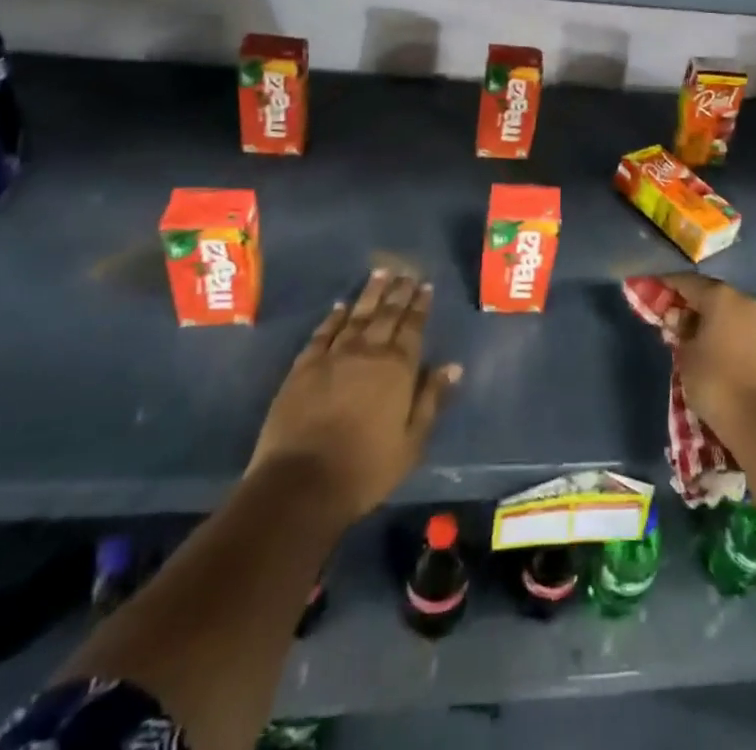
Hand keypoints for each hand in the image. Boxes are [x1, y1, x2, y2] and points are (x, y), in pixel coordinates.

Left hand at [250, 269, 460, 521]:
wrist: (301, 483)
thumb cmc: (366, 468)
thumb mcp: (412, 442)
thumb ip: (432, 399)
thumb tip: (453, 366)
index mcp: (398, 368)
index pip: (413, 327)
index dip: (420, 305)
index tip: (425, 285)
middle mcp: (368, 352)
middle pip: (386, 315)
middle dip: (398, 292)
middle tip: (406, 272)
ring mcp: (333, 357)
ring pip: (356, 316)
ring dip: (370, 294)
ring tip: (379, 273)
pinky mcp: (304, 368)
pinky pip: (322, 333)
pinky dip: (333, 317)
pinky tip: (339, 306)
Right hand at [662, 273, 755, 452]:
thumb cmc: (719, 386)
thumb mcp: (687, 359)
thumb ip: (681, 333)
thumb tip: (682, 322)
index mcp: (723, 298)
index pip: (688, 282)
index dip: (667, 285)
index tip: (652, 292)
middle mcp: (750, 302)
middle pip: (715, 297)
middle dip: (694, 307)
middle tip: (676, 324)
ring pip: (737, 316)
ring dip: (718, 325)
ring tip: (702, 345)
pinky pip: (752, 336)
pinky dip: (737, 341)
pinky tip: (728, 360)